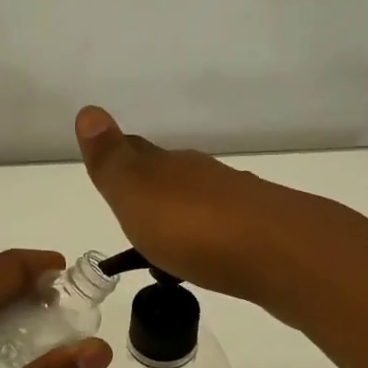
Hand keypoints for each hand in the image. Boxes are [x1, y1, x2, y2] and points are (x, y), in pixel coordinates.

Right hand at [74, 106, 323, 303]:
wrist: (280, 252)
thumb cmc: (193, 227)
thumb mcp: (136, 193)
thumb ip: (111, 159)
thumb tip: (88, 110)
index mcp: (168, 166)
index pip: (137, 152)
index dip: (120, 159)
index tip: (109, 170)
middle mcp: (204, 176)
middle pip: (171, 175)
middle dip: (152, 188)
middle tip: (135, 212)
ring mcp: (238, 201)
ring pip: (200, 201)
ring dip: (183, 216)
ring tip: (168, 244)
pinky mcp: (263, 232)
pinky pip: (225, 229)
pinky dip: (210, 238)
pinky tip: (209, 257)